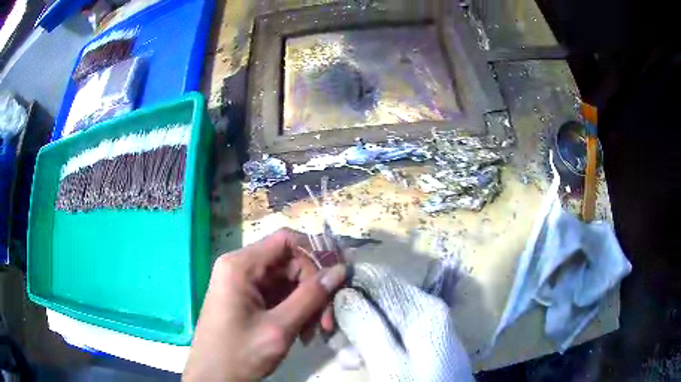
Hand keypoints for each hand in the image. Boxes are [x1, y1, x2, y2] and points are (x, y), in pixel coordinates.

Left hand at [183, 228, 346, 380]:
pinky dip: (295, 311)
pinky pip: (279, 295)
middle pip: (290, 264)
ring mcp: (244, 284)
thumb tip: (340, 270)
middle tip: (326, 322)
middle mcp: (241, 268)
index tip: (334, 281)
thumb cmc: (240, 354)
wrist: (213, 379)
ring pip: (287, 282)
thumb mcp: (279, 328)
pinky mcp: (248, 299)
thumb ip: (310, 297)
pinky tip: (302, 333)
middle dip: (313, 290)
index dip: (314, 255)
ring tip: (314, 332)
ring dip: (306, 304)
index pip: (286, 240)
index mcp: (240, 266)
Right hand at [334, 264, 473, 381]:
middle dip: (351, 314)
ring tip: (343, 355)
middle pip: (380, 298)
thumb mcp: (388, 365)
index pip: (379, 277)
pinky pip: (392, 335)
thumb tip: (344, 292)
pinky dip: (372, 344)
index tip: (324, 305)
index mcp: (423, 309)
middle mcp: (427, 310)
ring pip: (383, 318)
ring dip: (358, 333)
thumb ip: (367, 327)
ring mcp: (427, 328)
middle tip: (329, 335)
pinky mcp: (424, 344)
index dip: (349, 286)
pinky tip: (360, 361)